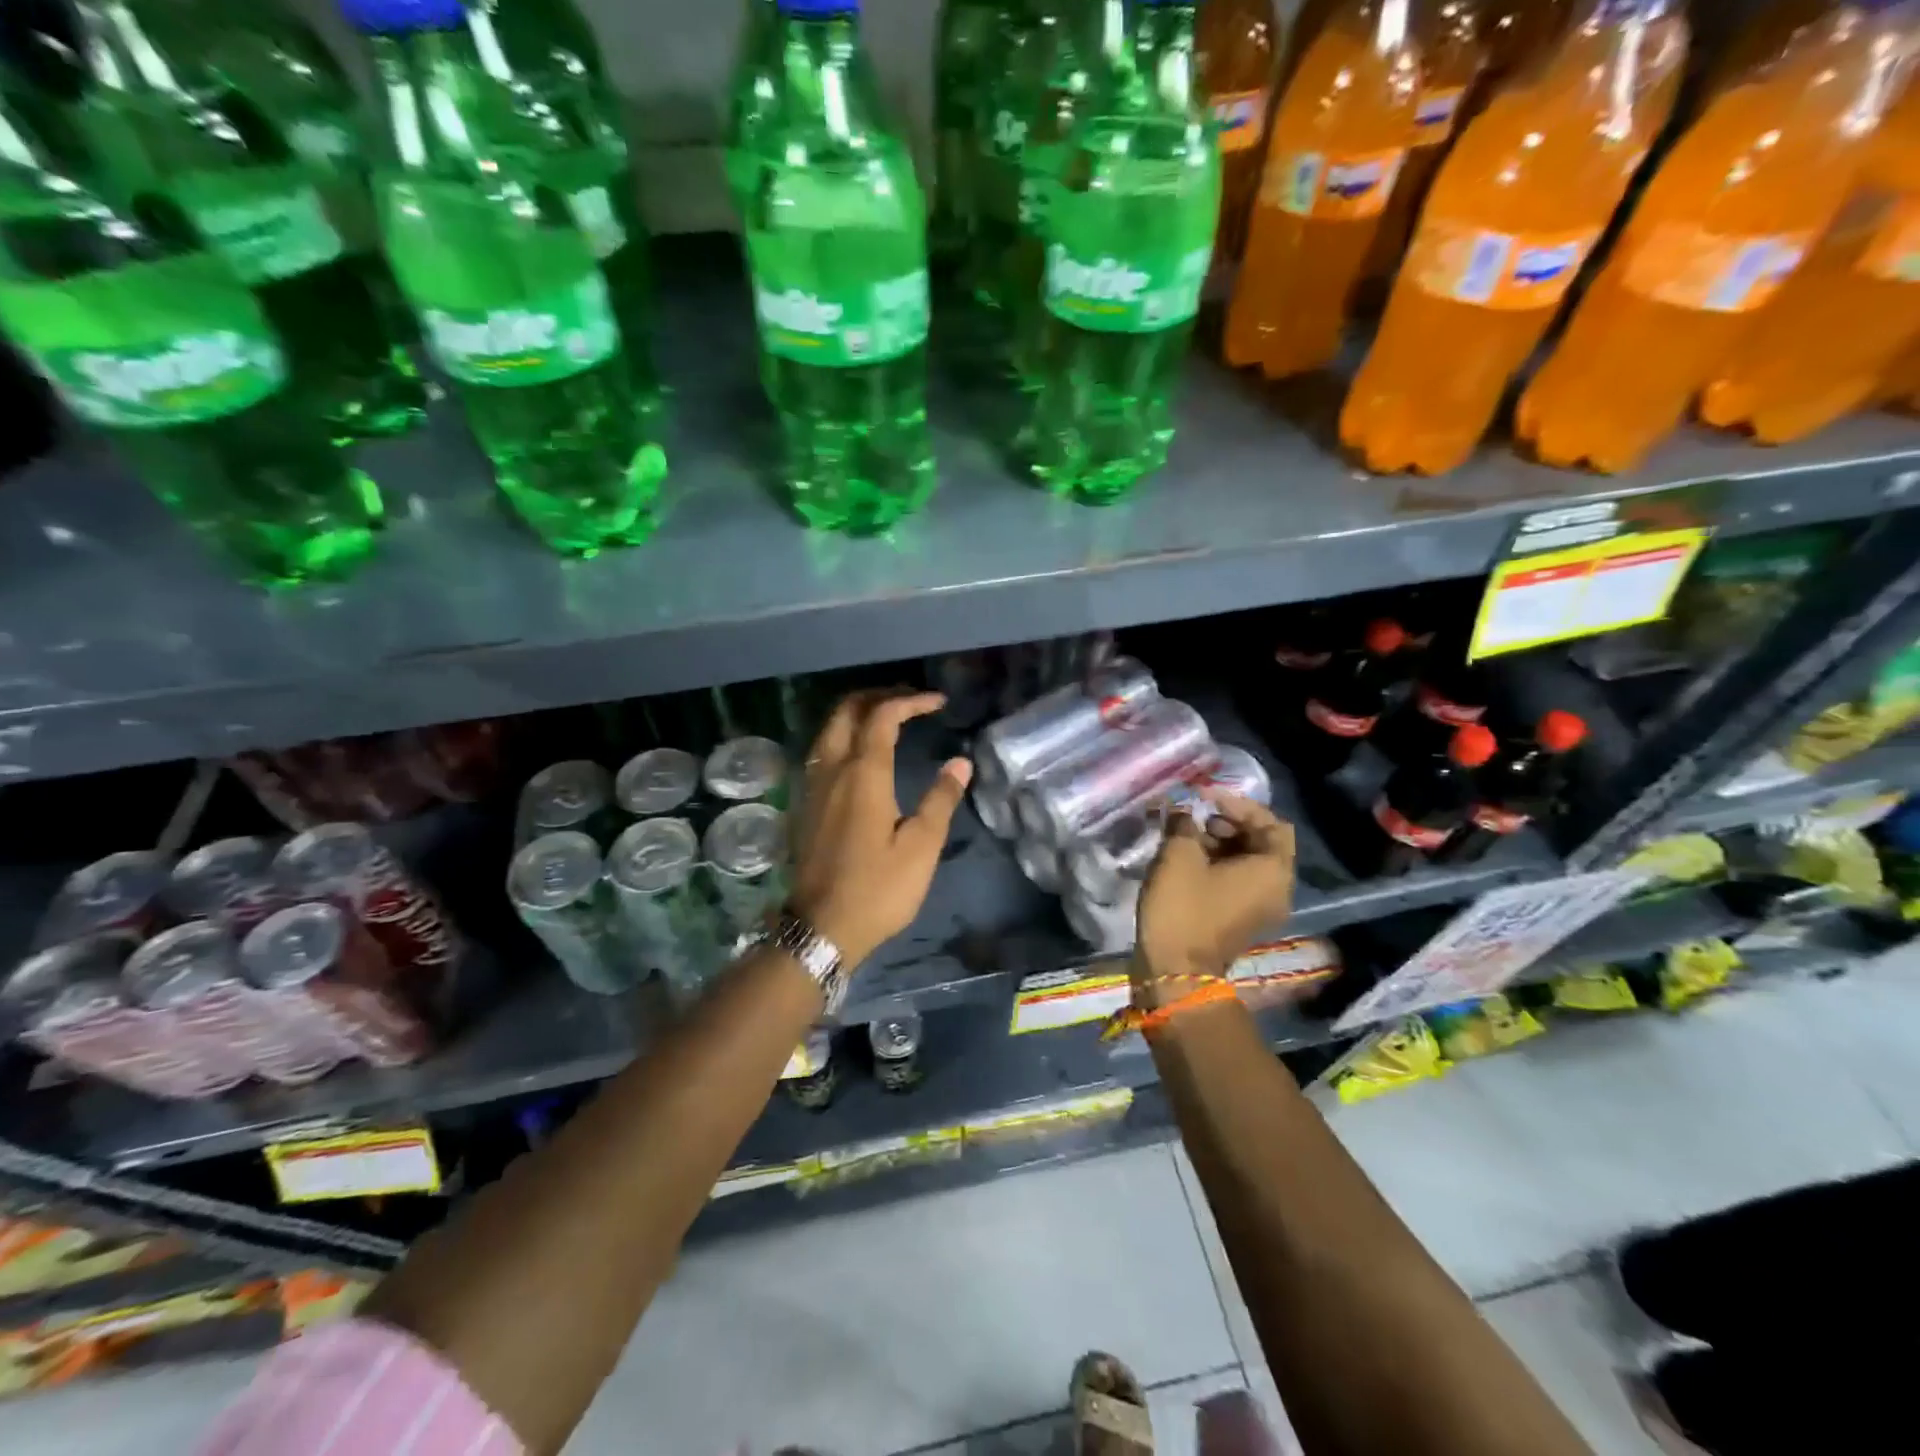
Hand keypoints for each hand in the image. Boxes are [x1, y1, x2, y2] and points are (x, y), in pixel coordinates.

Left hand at [787, 690, 972, 967]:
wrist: (821, 927)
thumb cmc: (877, 889)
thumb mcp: (921, 847)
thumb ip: (940, 800)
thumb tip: (959, 763)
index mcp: (863, 774)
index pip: (883, 716)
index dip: (911, 701)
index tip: (938, 702)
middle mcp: (832, 769)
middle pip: (846, 711)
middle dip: (878, 696)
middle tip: (909, 701)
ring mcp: (813, 786)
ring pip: (828, 728)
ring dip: (856, 713)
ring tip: (887, 718)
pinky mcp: (805, 804)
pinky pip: (821, 750)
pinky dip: (842, 735)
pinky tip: (860, 754)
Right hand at [1135, 793, 1293, 1000]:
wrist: (1175, 971)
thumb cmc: (1183, 907)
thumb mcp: (1179, 855)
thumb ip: (1184, 823)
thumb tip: (1182, 810)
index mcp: (1273, 870)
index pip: (1271, 822)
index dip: (1238, 803)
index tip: (1204, 796)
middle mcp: (1277, 888)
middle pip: (1262, 841)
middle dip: (1228, 822)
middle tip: (1195, 816)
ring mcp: (1260, 907)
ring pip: (1247, 861)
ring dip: (1220, 842)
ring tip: (1185, 835)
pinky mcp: (1240, 918)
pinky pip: (1237, 880)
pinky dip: (1217, 863)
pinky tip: (1186, 858)